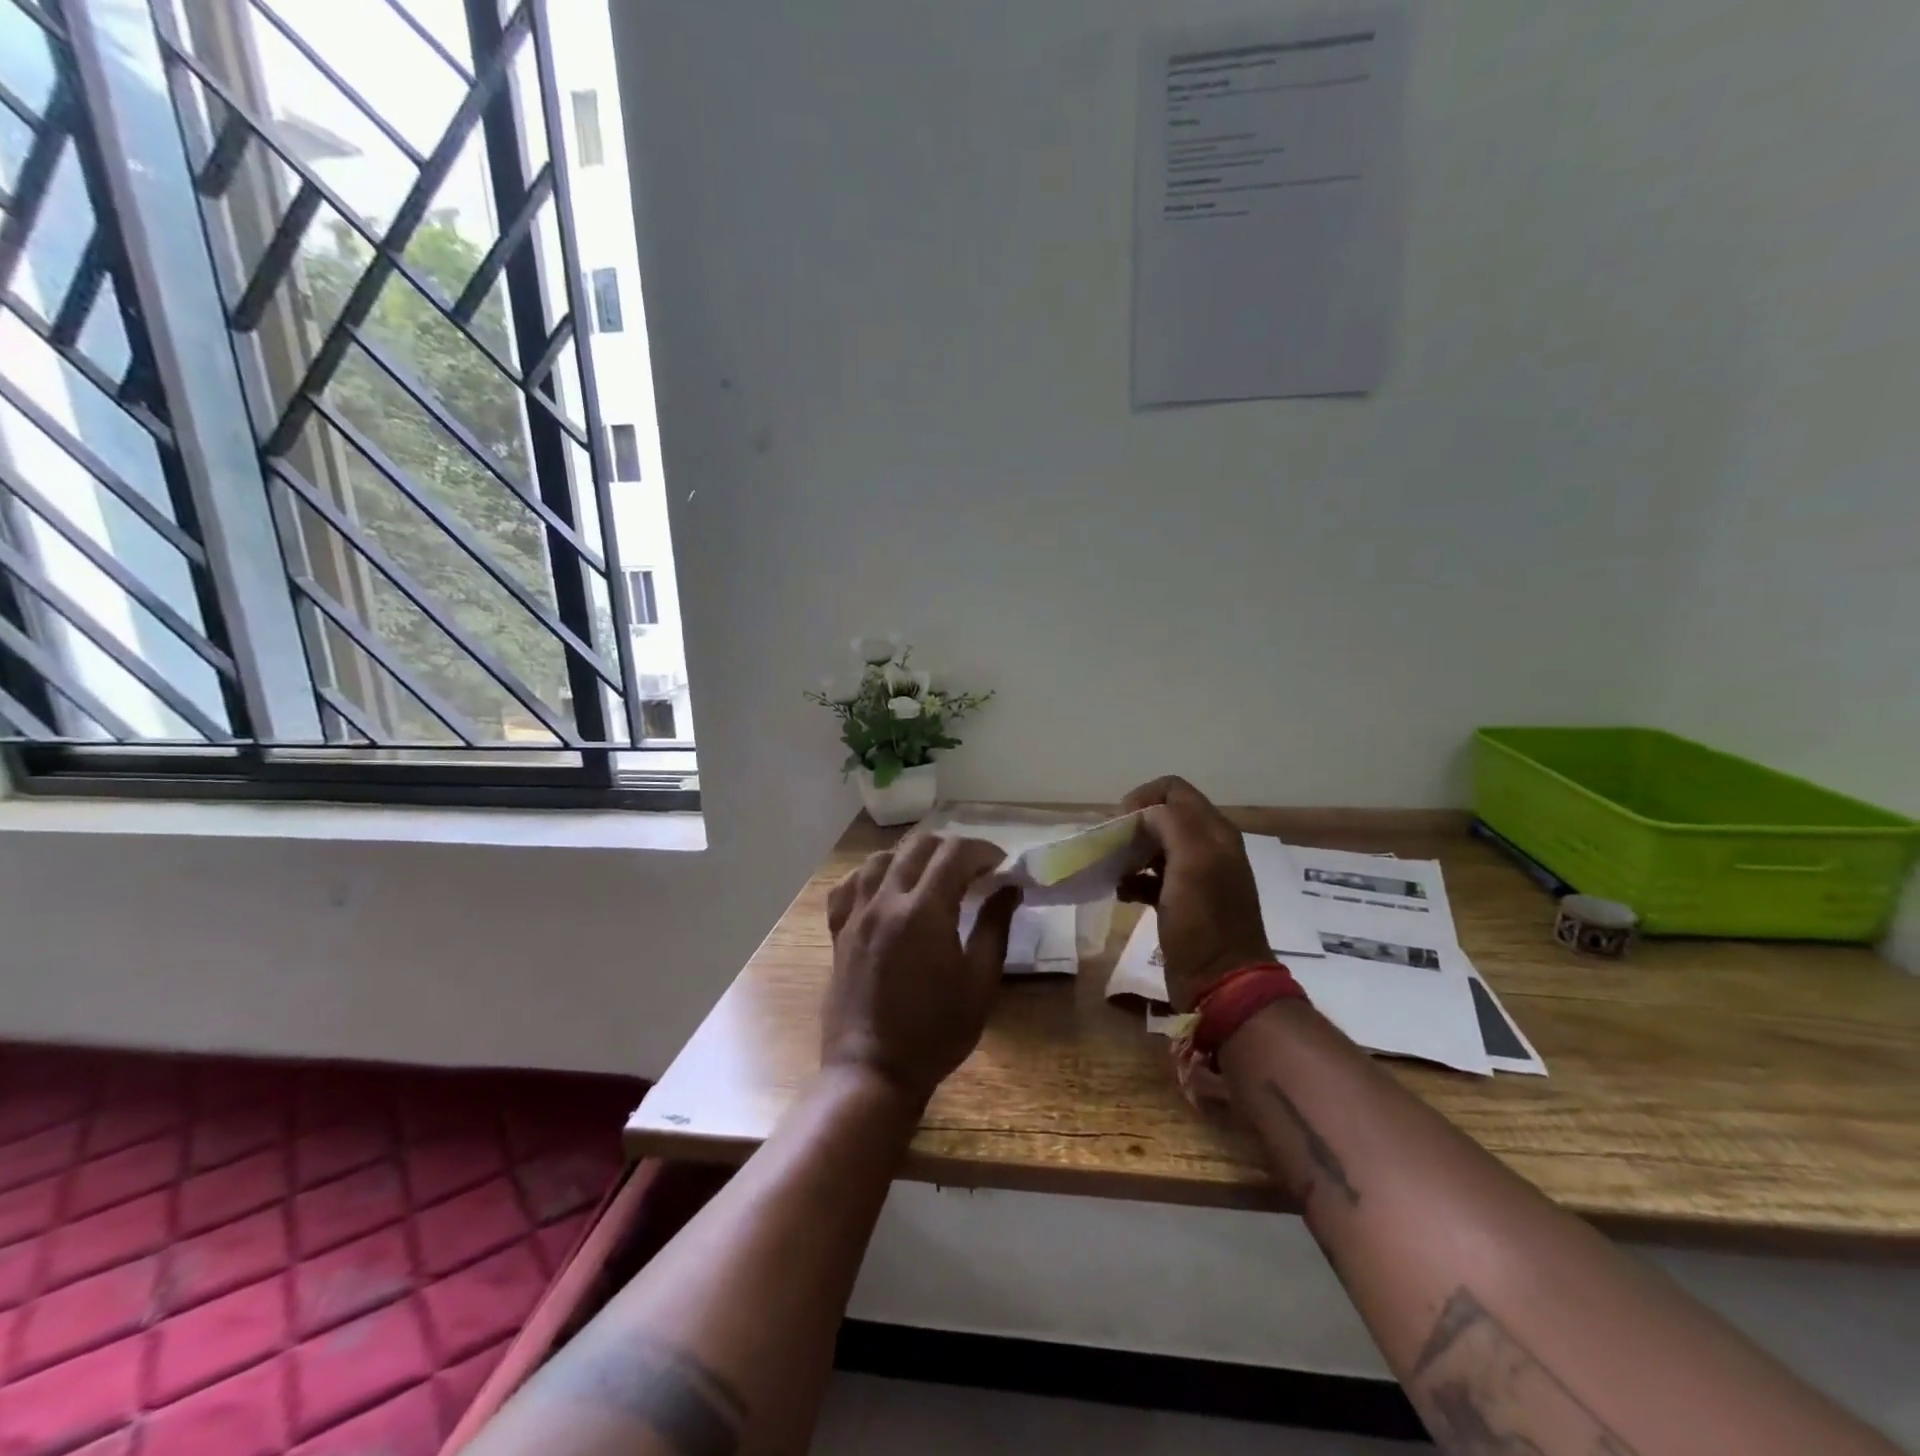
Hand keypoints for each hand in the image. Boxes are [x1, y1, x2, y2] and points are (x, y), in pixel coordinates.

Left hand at [824, 835, 1022, 1106]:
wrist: (873, 1070)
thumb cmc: (936, 1032)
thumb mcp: (979, 982)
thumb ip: (995, 927)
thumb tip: (1010, 888)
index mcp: (924, 911)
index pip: (955, 853)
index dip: (982, 851)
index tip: (1000, 866)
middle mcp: (886, 901)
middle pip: (918, 846)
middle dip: (951, 848)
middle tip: (973, 870)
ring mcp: (857, 914)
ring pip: (881, 858)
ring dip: (912, 857)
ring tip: (931, 876)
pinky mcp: (839, 931)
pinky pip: (849, 885)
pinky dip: (871, 876)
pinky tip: (885, 890)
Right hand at [1117, 776, 1269, 1010]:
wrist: (1222, 983)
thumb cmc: (1205, 922)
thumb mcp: (1192, 864)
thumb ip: (1170, 825)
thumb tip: (1142, 815)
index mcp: (1214, 832)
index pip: (1173, 790)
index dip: (1142, 798)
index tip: (1118, 823)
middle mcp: (1208, 848)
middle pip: (1163, 816)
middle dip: (1133, 825)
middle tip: (1111, 846)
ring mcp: (1196, 876)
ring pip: (1155, 846)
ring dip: (1131, 851)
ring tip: (1112, 869)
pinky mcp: (1182, 902)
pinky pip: (1152, 877)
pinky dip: (1134, 879)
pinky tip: (1120, 892)